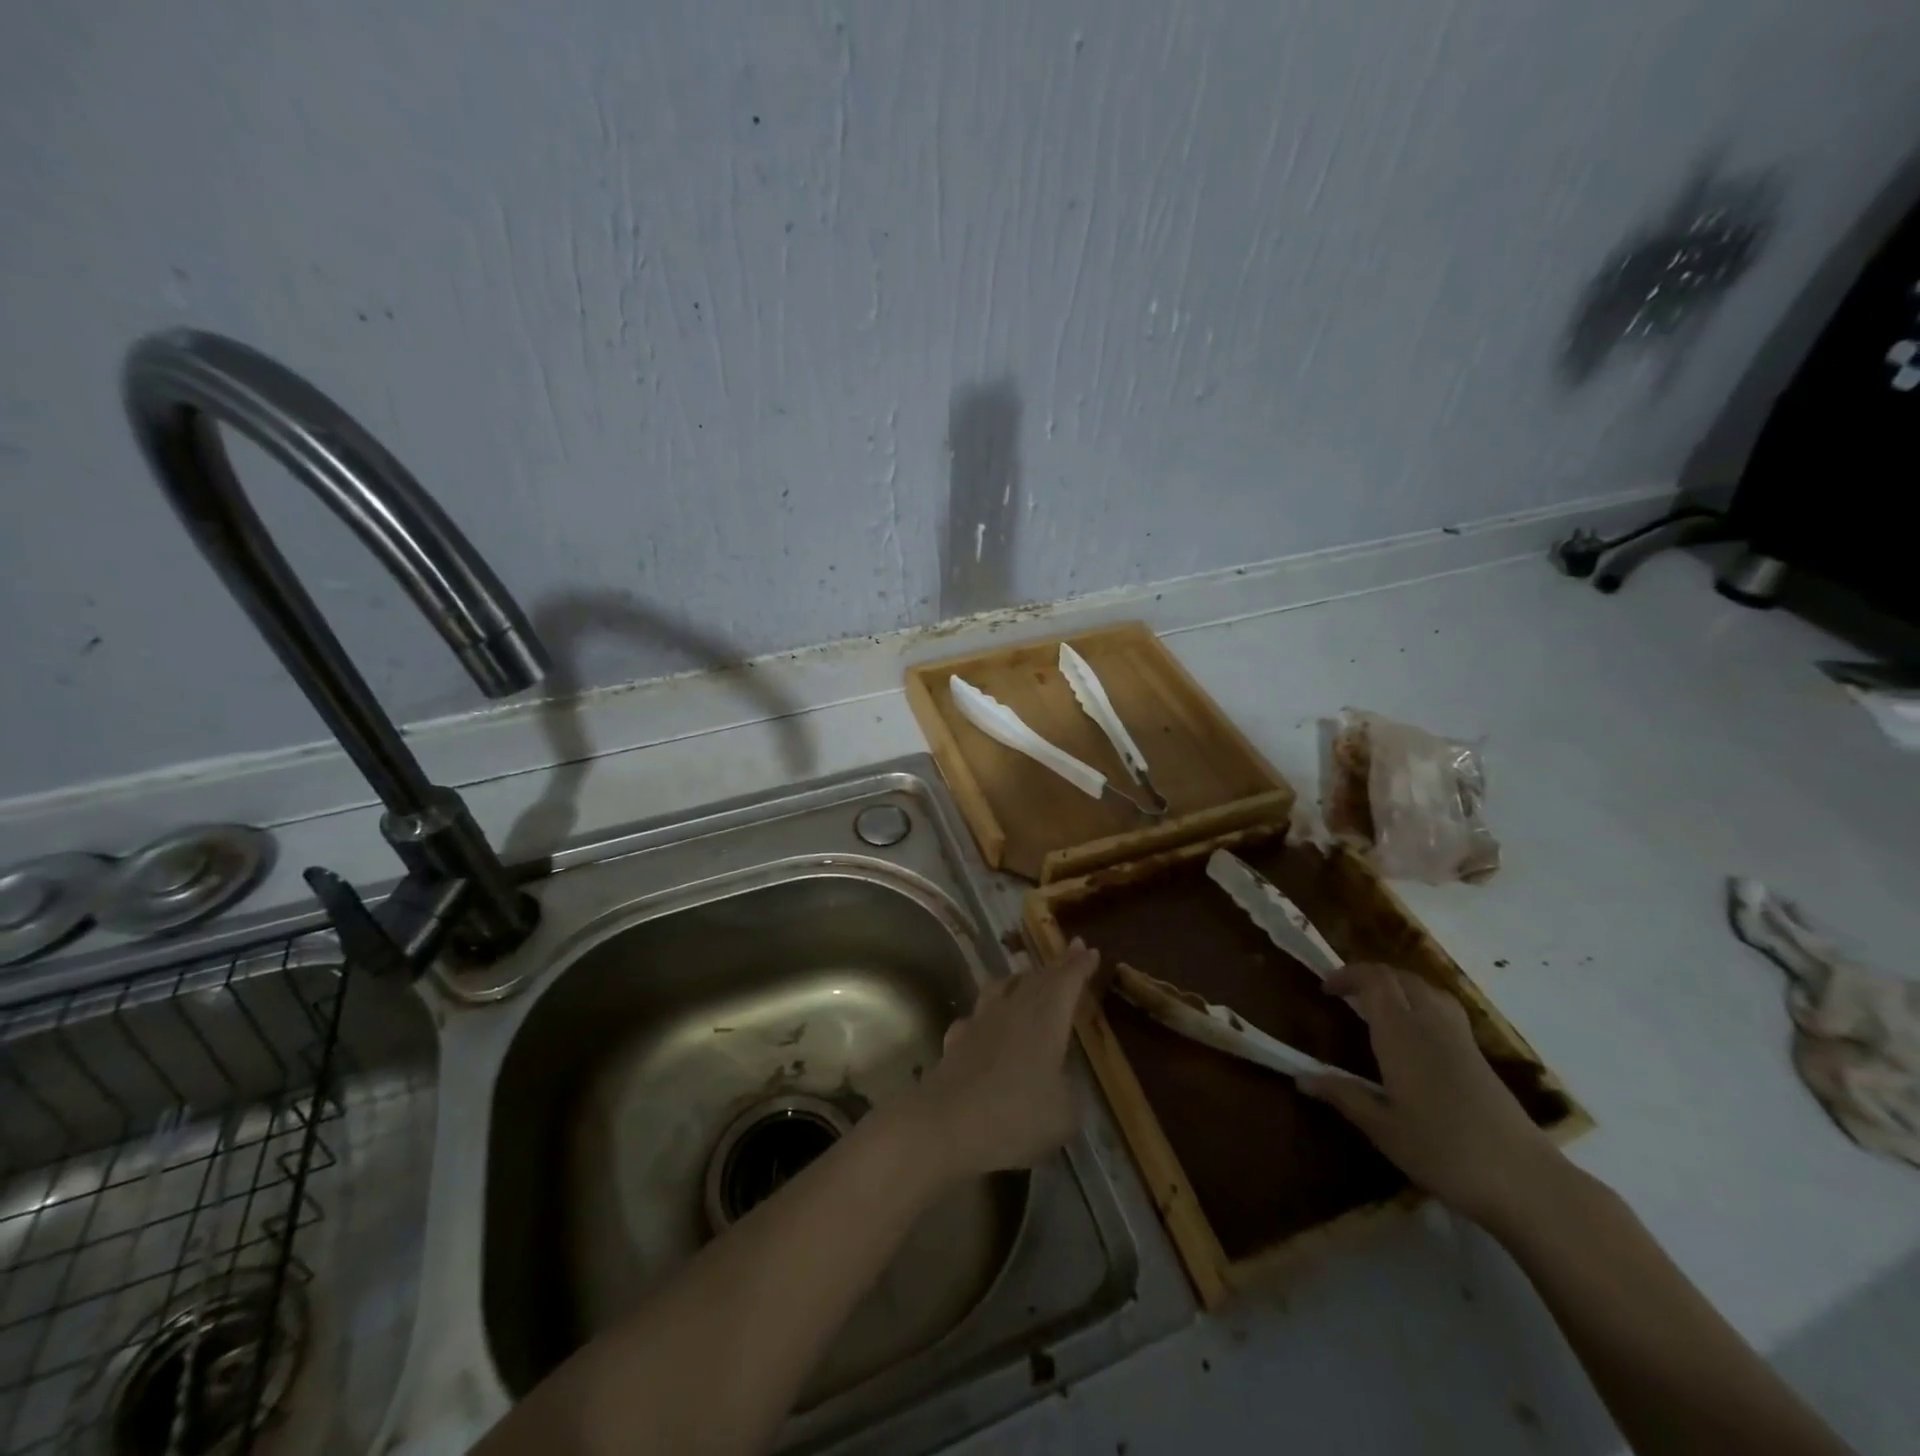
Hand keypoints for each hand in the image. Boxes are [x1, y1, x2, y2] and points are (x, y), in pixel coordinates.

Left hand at [906, 938, 1099, 1179]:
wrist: (946, 1125)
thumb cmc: (1015, 1117)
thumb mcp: (1064, 1115)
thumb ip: (1070, 1091)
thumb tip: (1063, 1080)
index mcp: (1045, 1019)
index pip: (1066, 981)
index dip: (1079, 966)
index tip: (1090, 950)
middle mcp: (1013, 1009)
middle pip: (1037, 978)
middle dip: (1057, 965)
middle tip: (1071, 952)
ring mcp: (980, 1020)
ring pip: (1003, 986)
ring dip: (1020, 978)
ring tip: (1028, 977)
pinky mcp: (957, 1038)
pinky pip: (977, 1014)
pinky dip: (989, 1010)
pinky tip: (987, 1020)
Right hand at [1300, 962, 1564, 1230]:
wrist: (1526, 1182)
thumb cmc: (1444, 1152)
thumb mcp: (1383, 1129)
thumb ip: (1344, 1096)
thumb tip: (1301, 1077)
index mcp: (1402, 1035)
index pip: (1375, 980)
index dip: (1348, 975)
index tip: (1325, 988)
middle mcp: (1431, 1025)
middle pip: (1401, 978)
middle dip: (1369, 976)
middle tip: (1345, 994)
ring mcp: (1460, 1039)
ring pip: (1426, 989)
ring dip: (1398, 986)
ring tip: (1378, 1006)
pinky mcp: (1479, 1057)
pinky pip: (1444, 1008)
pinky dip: (1421, 1003)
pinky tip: (1415, 1034)